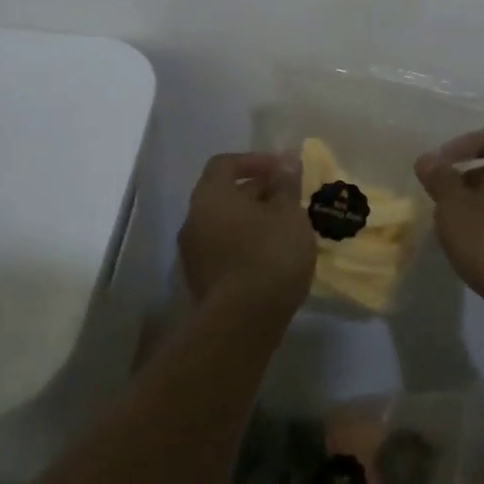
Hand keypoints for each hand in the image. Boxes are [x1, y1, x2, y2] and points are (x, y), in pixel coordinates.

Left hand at [178, 151, 316, 315]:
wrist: (243, 322)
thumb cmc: (269, 255)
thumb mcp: (288, 213)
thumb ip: (285, 183)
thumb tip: (285, 160)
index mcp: (211, 196)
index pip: (225, 164)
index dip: (255, 160)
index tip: (282, 169)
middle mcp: (194, 220)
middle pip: (224, 194)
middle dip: (257, 192)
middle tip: (289, 199)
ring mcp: (193, 254)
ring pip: (225, 224)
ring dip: (253, 220)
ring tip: (285, 228)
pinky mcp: (202, 281)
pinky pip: (224, 249)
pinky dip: (246, 244)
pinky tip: (273, 256)